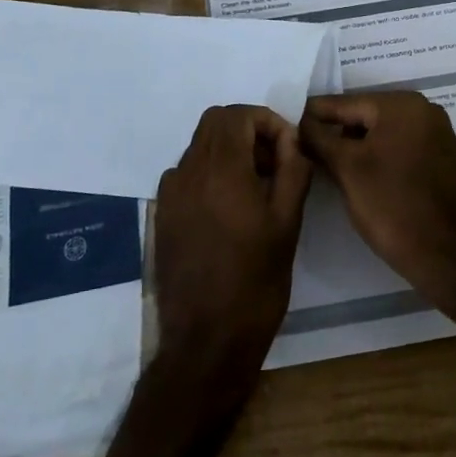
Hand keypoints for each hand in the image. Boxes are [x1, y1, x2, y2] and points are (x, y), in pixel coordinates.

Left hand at [153, 105, 312, 383]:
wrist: (207, 341)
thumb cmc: (256, 281)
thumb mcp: (288, 223)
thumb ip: (293, 169)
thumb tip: (291, 141)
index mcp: (220, 170)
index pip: (237, 115)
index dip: (267, 122)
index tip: (288, 150)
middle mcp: (187, 172)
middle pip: (214, 123)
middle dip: (248, 130)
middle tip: (274, 163)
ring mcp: (170, 194)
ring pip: (199, 146)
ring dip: (229, 150)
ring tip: (256, 187)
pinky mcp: (162, 215)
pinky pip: (187, 173)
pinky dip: (211, 172)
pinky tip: (230, 209)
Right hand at [298, 92, 455, 294]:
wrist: (439, 252)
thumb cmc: (387, 203)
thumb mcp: (344, 167)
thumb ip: (318, 137)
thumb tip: (301, 121)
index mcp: (403, 105)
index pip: (348, 103)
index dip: (317, 114)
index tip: (293, 121)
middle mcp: (427, 111)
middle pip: (370, 116)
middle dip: (341, 130)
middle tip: (311, 146)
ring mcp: (442, 136)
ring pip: (388, 133)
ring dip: (362, 145)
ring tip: (335, 163)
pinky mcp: (447, 161)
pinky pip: (407, 149)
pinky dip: (386, 156)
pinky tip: (369, 176)